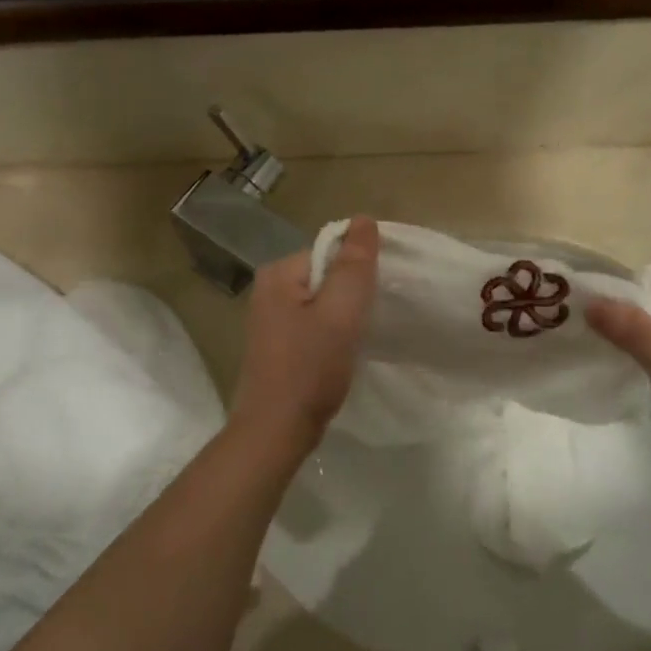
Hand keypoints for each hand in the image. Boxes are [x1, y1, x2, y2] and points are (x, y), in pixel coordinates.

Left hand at [229, 216, 378, 448]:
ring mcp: (270, 319)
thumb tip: (364, 219)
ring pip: (322, 301)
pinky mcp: (278, 345)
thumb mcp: (340, 313)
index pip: (330, 251)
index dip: (359, 269)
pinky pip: (314, 323)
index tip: (382, 294)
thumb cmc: (309, 369)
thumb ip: (354, 266)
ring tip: (364, 335)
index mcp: (278, 274)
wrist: (276, 431)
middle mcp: (268, 290)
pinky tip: (345, 351)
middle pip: (325, 275)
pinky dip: (333, 332)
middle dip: (352, 292)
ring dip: (345, 314)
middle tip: (375, 317)